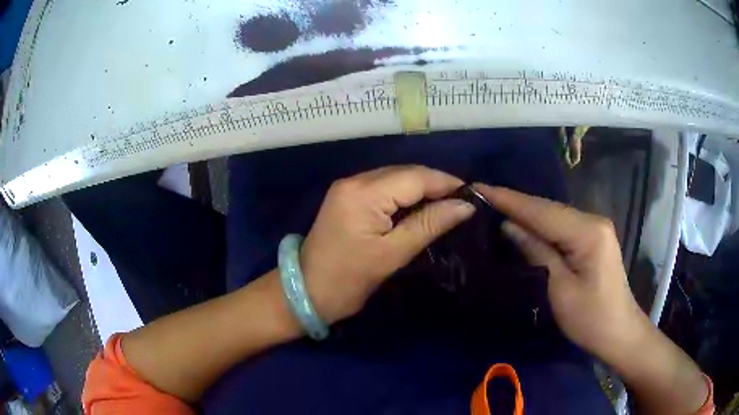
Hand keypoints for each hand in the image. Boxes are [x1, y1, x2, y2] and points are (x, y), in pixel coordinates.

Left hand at [301, 166, 475, 323]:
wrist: (306, 292)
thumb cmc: (349, 279)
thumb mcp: (393, 254)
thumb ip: (429, 224)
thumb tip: (465, 206)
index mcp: (363, 193)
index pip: (414, 177)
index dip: (445, 182)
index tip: (471, 194)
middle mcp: (354, 181)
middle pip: (404, 173)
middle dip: (434, 184)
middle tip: (460, 202)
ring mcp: (348, 187)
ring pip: (394, 177)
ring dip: (420, 189)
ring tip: (445, 205)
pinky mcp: (346, 197)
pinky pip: (382, 187)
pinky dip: (403, 194)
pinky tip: (418, 207)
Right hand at [475, 185, 648, 360]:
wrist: (619, 332)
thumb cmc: (590, 319)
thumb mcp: (560, 290)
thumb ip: (537, 252)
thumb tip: (508, 226)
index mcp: (588, 232)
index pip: (542, 211)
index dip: (509, 199)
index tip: (477, 186)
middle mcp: (593, 220)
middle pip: (548, 208)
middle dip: (515, 202)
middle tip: (480, 194)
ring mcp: (595, 227)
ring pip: (554, 215)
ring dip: (525, 211)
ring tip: (493, 203)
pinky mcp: (593, 237)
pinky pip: (561, 225)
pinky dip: (539, 223)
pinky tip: (522, 221)